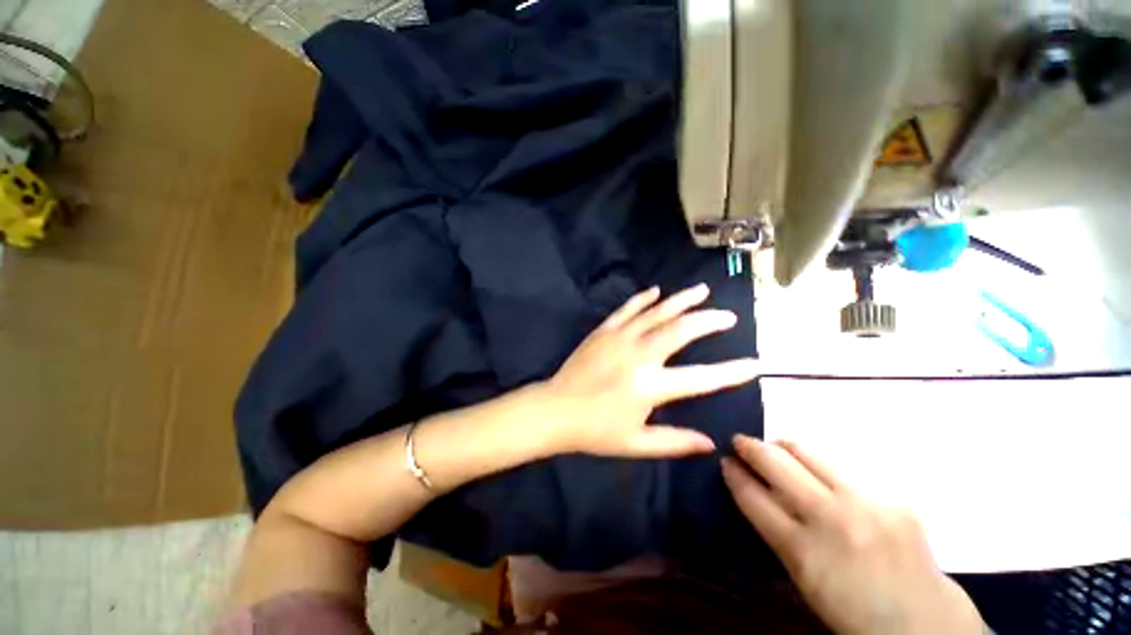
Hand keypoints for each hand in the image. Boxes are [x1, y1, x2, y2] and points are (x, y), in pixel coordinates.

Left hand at [541, 284, 758, 457]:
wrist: (555, 410)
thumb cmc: (595, 431)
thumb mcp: (637, 443)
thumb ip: (674, 441)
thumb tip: (710, 443)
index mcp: (650, 386)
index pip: (702, 379)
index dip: (732, 372)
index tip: (755, 364)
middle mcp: (639, 355)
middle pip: (681, 330)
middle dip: (709, 321)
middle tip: (728, 316)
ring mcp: (620, 338)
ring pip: (657, 312)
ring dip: (681, 300)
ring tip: (702, 291)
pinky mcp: (603, 331)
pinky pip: (627, 309)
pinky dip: (643, 299)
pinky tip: (656, 291)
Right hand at [722, 436, 984, 634]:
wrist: (924, 623)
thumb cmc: (852, 609)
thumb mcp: (804, 578)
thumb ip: (779, 531)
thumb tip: (756, 490)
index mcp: (803, 552)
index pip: (752, 497)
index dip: (734, 474)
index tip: (725, 461)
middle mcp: (831, 520)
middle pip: (775, 464)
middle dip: (750, 447)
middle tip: (739, 441)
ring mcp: (865, 504)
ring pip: (807, 454)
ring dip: (782, 447)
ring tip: (774, 446)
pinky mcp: (892, 498)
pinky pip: (843, 470)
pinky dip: (821, 468)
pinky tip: (822, 477)